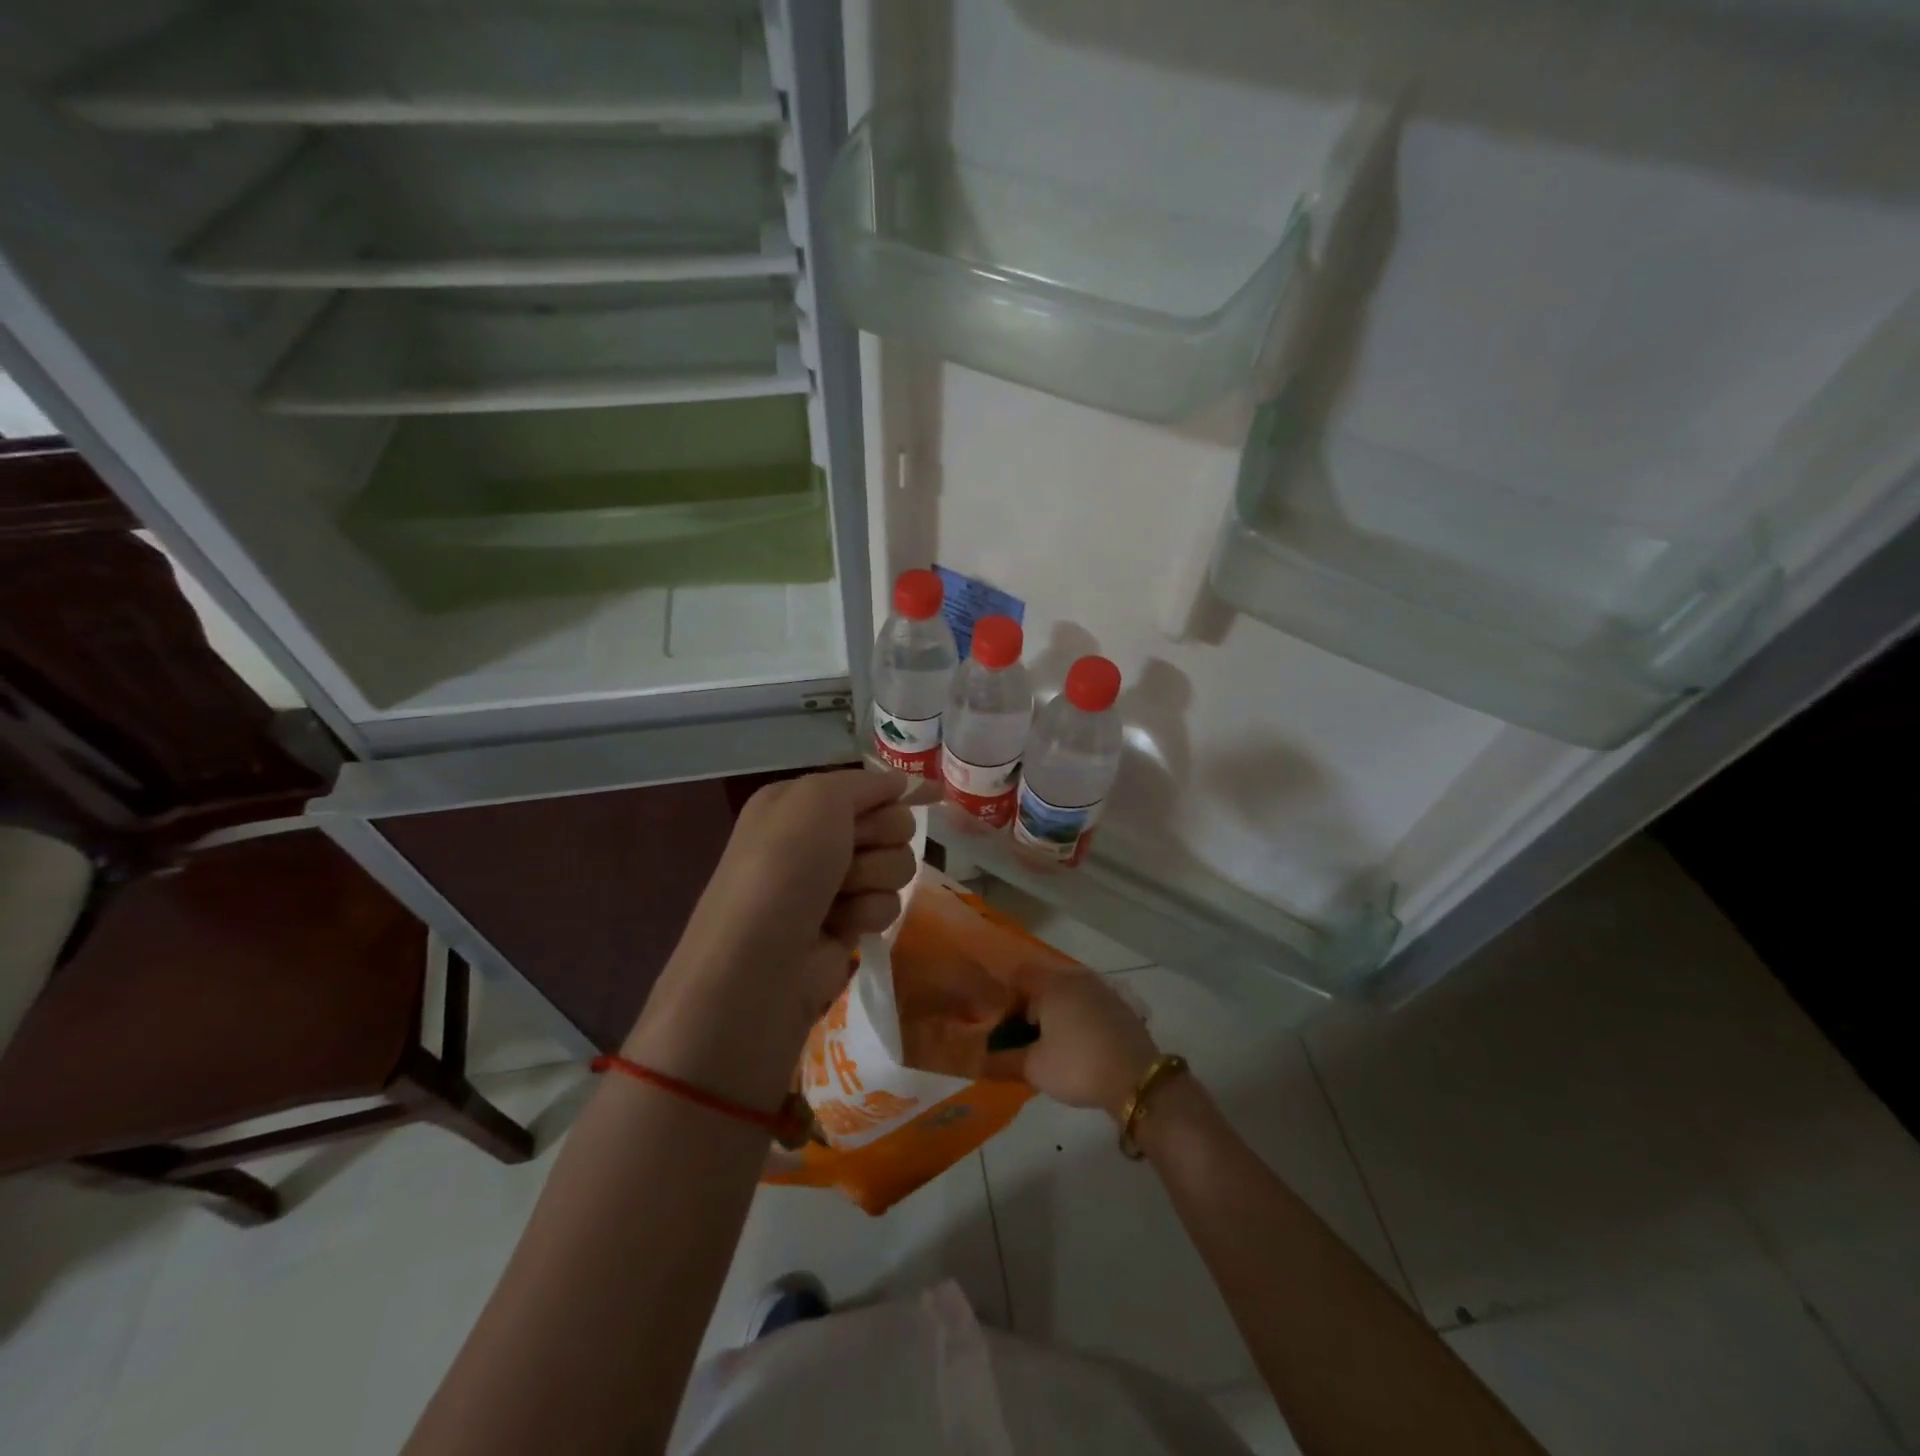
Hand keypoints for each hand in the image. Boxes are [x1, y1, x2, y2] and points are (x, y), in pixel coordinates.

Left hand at [628, 768, 923, 1106]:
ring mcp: (833, 884)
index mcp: (800, 802)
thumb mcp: (817, 799)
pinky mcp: (847, 924)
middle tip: (850, 854)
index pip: (868, 786)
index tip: (928, 796)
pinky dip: (868, 913)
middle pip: (891, 823)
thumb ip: (865, 783)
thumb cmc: (783, 867)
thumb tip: (902, 782)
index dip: (894, 792)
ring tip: (839, 897)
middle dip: (881, 837)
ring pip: (896, 865)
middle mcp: (816, 839)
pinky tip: (840, 926)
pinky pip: (887, 905)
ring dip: (874, 878)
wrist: (758, 962)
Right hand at [1006, 963, 1159, 1118]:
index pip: (1018, 976)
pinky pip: (1088, 1004)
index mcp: (1052, 985)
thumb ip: (1002, 1060)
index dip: (1006, 999)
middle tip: (1025, 1040)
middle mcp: (1076, 978)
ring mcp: (1102, 990)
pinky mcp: (1120, 1006)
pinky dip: (1078, 1018)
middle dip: (1031, 1009)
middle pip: (1043, 984)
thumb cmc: (1078, 1066)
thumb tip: (978, 1059)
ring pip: (1067, 994)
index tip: (1004, 1028)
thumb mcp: (1034, 1068)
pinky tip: (1079, 1046)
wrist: (1138, 1079)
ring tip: (1052, 1046)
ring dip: (1055, 1014)